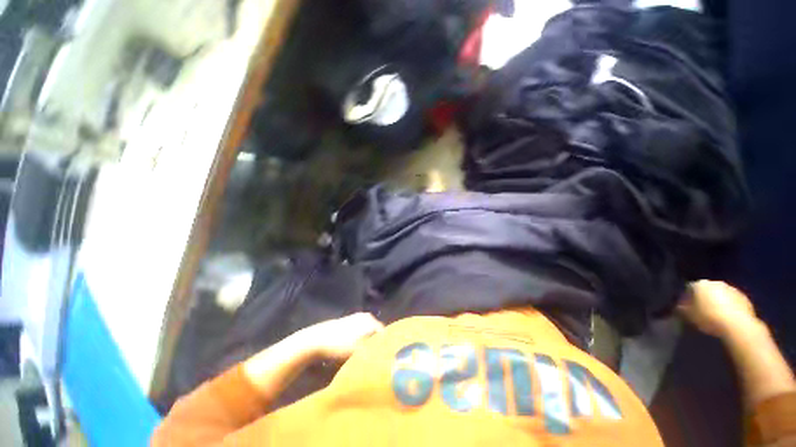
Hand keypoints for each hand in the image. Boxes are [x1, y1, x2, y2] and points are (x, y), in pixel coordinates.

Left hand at [300, 313, 383, 359]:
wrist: (317, 339)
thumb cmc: (340, 344)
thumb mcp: (359, 350)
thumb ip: (374, 350)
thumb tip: (386, 356)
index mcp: (370, 320)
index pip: (384, 334)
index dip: (385, 346)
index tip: (385, 359)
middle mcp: (366, 316)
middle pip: (376, 332)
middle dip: (377, 344)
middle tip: (376, 359)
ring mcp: (357, 318)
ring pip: (368, 332)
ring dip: (368, 343)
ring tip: (367, 356)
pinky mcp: (348, 322)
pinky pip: (360, 332)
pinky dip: (361, 340)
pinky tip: (357, 350)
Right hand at [678, 280, 757, 338]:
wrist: (737, 325)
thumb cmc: (708, 317)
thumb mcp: (688, 315)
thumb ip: (681, 308)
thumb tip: (678, 306)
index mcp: (700, 284)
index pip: (689, 288)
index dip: (687, 297)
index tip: (686, 307)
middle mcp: (716, 282)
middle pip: (707, 290)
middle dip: (704, 298)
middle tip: (701, 310)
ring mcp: (733, 289)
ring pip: (721, 295)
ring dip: (718, 302)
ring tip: (715, 315)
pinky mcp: (745, 299)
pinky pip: (733, 302)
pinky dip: (729, 308)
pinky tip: (727, 318)